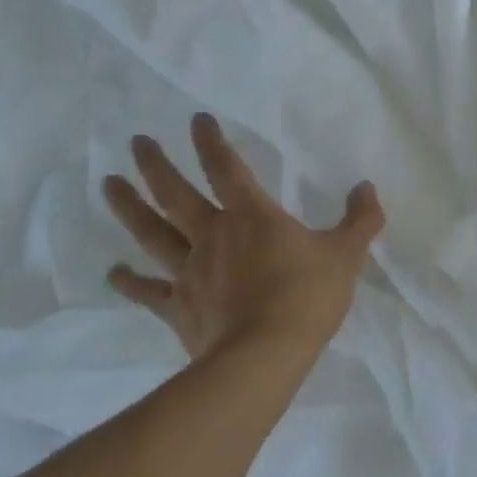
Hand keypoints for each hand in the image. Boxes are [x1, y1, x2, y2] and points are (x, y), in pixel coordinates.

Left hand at [102, 113, 384, 363]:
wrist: (263, 357)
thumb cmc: (306, 297)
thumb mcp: (346, 254)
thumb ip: (360, 219)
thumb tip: (367, 187)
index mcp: (252, 216)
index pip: (227, 168)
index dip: (211, 142)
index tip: (197, 120)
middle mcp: (213, 235)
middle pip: (176, 194)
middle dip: (156, 166)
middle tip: (136, 143)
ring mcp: (190, 272)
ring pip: (153, 233)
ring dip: (129, 207)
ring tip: (109, 184)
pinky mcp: (179, 308)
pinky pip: (149, 290)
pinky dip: (130, 281)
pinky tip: (113, 272)